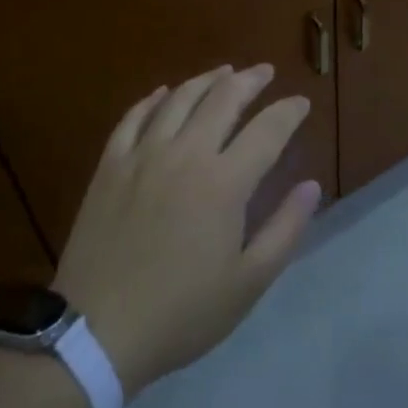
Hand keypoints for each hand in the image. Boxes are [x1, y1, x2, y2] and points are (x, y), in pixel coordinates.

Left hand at [53, 64, 320, 397]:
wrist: (95, 334)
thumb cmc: (181, 313)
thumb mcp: (247, 283)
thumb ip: (285, 229)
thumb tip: (311, 186)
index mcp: (224, 182)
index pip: (267, 130)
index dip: (289, 111)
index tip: (301, 102)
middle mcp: (186, 154)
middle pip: (224, 98)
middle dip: (251, 80)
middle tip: (265, 72)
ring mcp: (143, 155)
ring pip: (180, 98)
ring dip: (207, 80)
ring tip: (224, 72)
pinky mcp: (110, 166)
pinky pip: (133, 117)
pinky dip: (153, 99)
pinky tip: (164, 92)